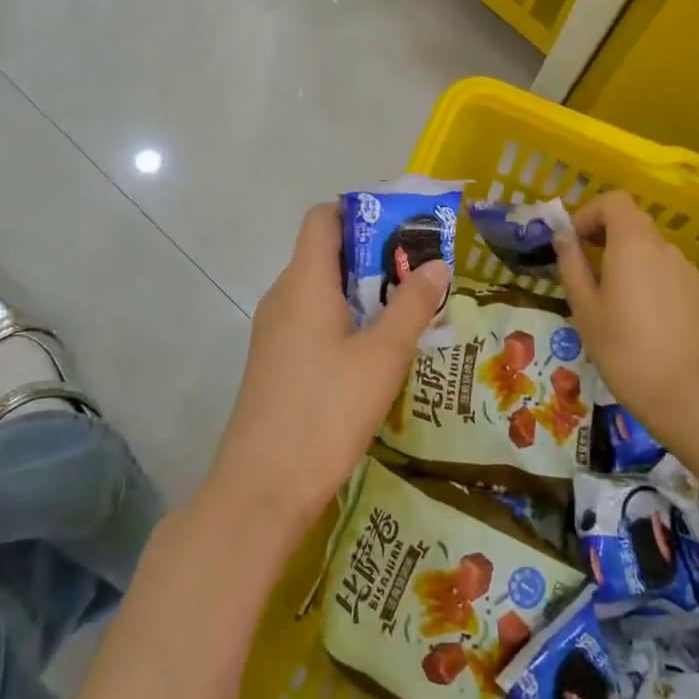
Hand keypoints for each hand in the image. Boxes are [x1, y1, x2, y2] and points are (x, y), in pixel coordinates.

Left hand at [203, 202, 448, 550]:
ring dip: (364, 289)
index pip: (324, 217)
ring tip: (410, 306)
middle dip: (375, 253)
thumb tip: (436, 265)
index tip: (404, 225)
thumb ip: (411, 306)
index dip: (361, 210)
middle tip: (422, 269)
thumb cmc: (325, 411)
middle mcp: (283, 296)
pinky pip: (314, 319)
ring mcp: (275, 331)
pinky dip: (347, 318)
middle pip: (326, 252)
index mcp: (304, 281)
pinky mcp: (277, 361)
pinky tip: (379, 347)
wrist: (262, 488)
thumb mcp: (382, 356)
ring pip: (322, 289)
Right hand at [554, 191, 698, 439]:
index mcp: (633, 244)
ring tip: (613, 298)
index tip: (574, 241)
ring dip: (628, 258)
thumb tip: (563, 237)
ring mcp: (687, 269)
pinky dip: (650, 278)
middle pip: (633, 222)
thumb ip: (572, 265)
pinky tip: (644, 316)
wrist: (686, 394)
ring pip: (651, 249)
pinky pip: (669, 272)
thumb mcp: (585, 309)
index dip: (589, 213)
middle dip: (606, 234)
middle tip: (586, 267)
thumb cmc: (624, 349)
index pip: (614, 202)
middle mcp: (664, 247)